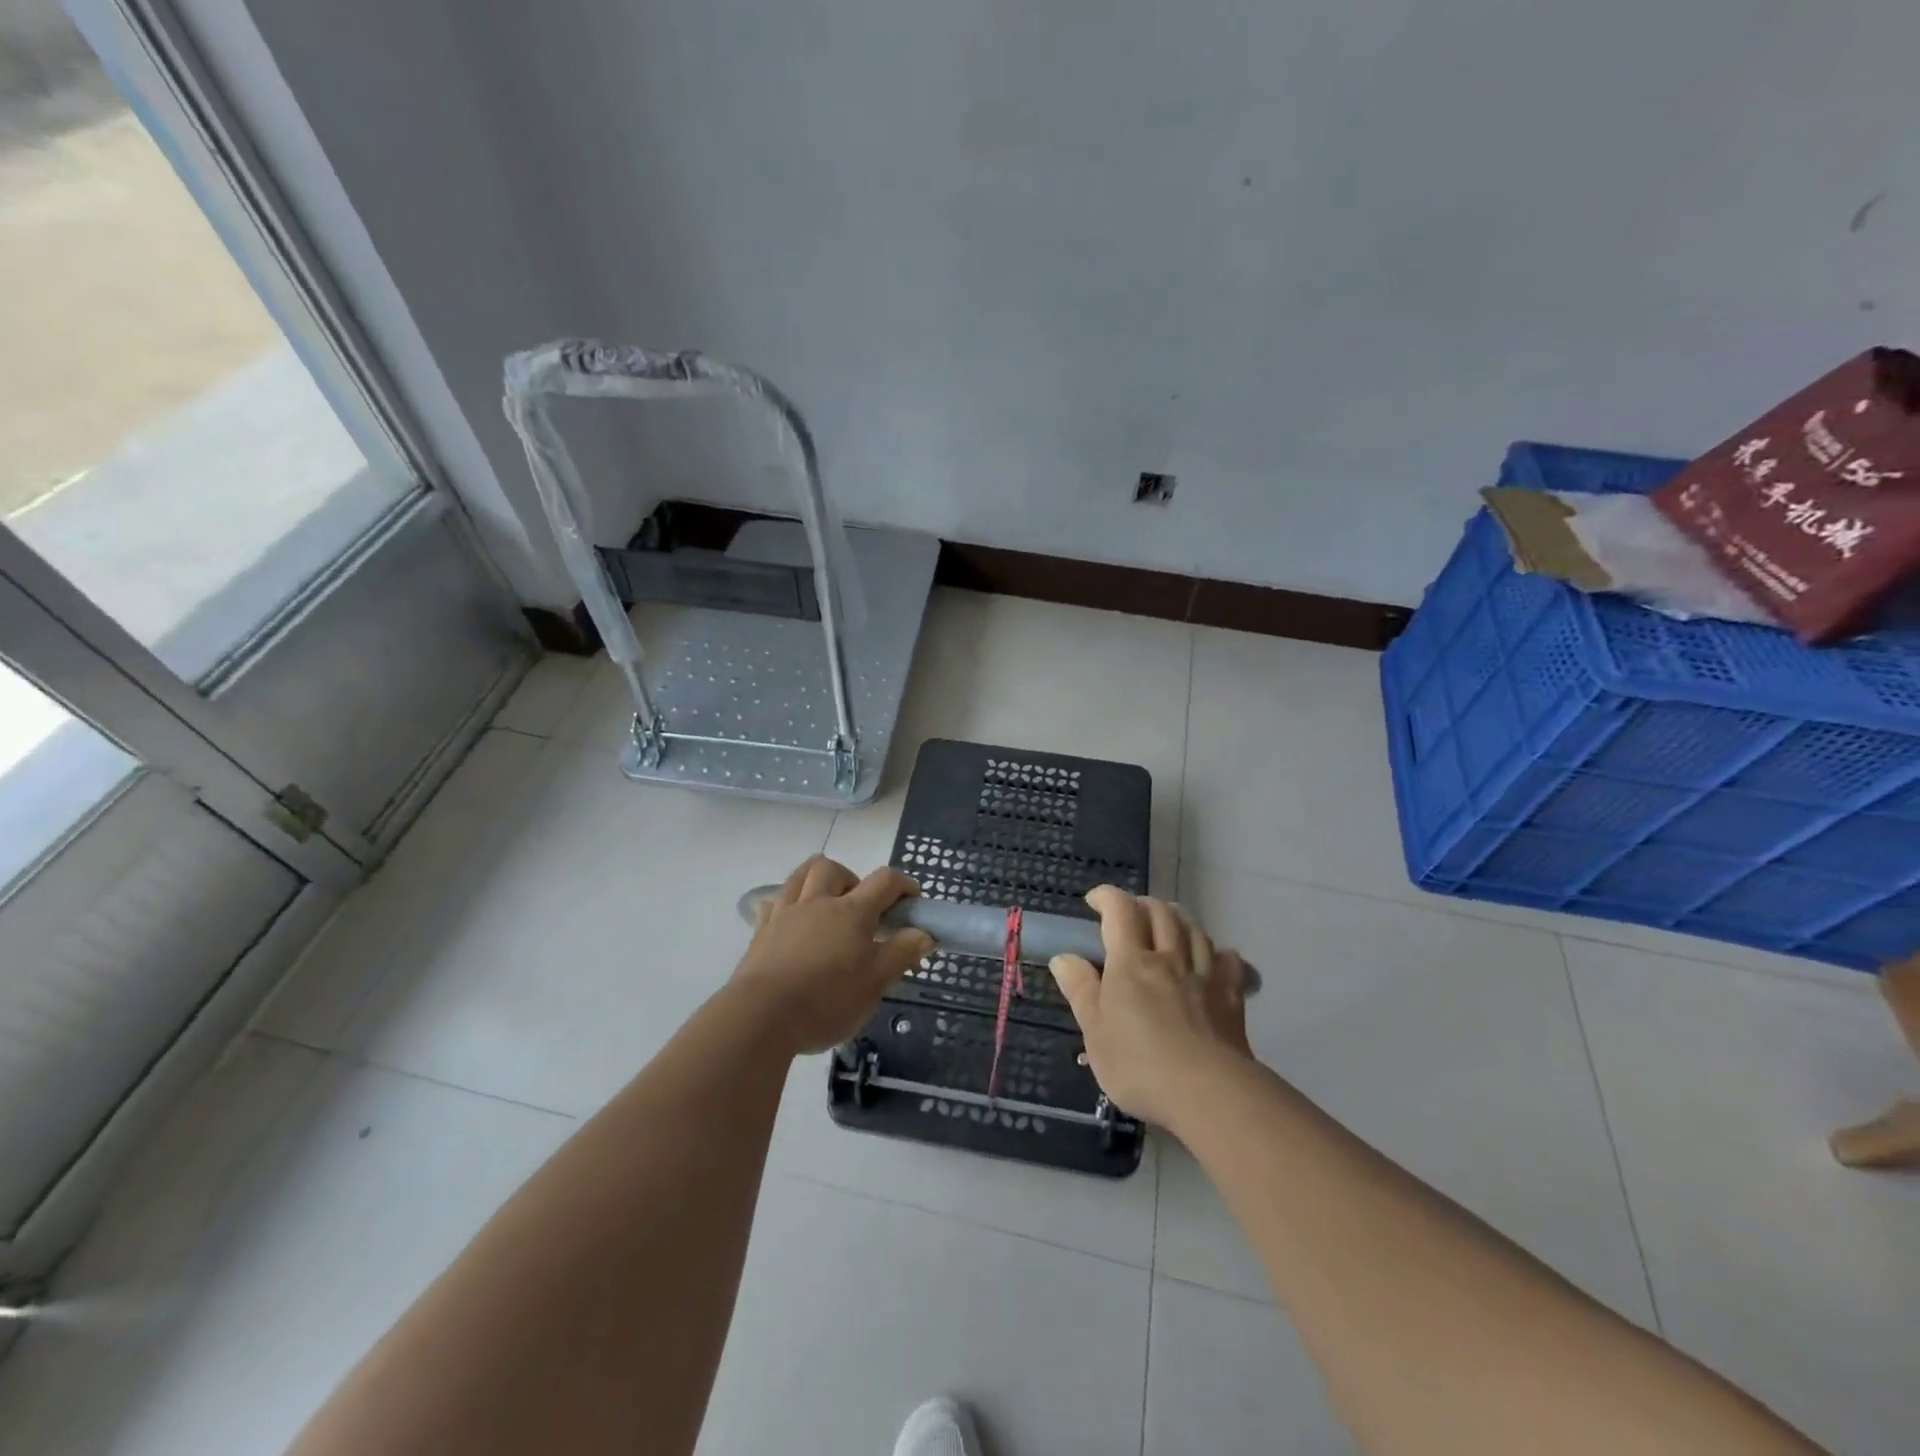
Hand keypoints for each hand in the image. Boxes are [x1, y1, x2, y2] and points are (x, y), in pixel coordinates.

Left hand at [729, 857, 933, 1055]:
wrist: (761, 1017)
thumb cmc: (827, 1001)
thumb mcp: (875, 983)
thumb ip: (901, 954)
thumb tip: (923, 932)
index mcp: (851, 912)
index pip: (884, 881)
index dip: (903, 884)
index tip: (912, 900)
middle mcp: (817, 903)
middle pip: (834, 869)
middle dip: (852, 879)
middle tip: (860, 908)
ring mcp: (785, 914)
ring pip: (800, 876)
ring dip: (817, 881)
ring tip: (826, 906)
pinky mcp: (760, 932)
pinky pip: (773, 904)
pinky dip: (786, 905)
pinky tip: (791, 923)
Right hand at [1049, 887, 1253, 1129]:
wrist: (1208, 1092)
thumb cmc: (1139, 1065)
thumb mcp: (1095, 1033)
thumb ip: (1080, 991)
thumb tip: (1064, 957)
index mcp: (1131, 963)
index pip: (1120, 911)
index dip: (1107, 897)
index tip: (1094, 901)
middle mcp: (1168, 958)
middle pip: (1160, 913)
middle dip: (1142, 905)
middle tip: (1130, 915)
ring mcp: (1204, 975)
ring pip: (1194, 930)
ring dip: (1178, 920)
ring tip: (1168, 927)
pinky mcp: (1231, 997)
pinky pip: (1229, 961)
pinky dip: (1219, 953)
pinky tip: (1215, 959)